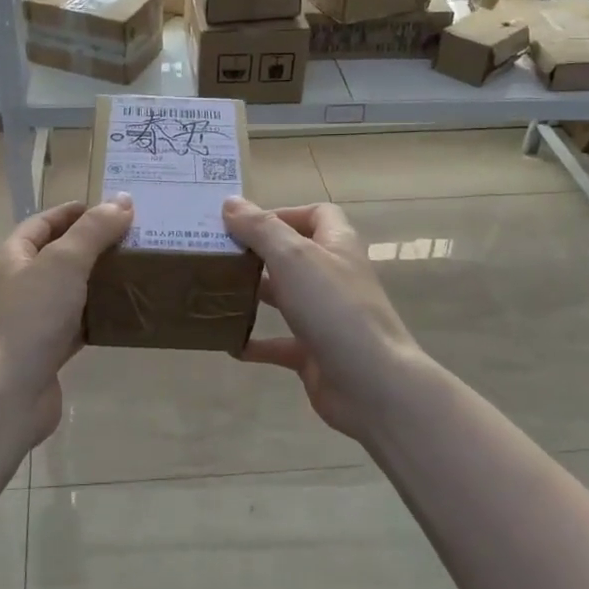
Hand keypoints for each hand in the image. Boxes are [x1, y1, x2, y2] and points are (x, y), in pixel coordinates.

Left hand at [0, 196, 134, 440]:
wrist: (8, 392)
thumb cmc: (31, 316)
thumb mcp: (65, 262)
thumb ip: (94, 230)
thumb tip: (122, 201)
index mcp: (11, 256)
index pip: (43, 222)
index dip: (74, 212)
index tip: (112, 208)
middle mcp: (17, 285)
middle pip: (58, 256)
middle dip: (93, 246)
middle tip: (133, 239)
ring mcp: (31, 320)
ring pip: (70, 291)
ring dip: (98, 281)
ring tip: (136, 271)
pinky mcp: (46, 350)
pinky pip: (77, 325)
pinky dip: (98, 316)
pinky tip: (125, 313)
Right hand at [222, 197, 434, 441]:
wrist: (372, 384)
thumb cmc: (334, 309)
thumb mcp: (293, 258)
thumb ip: (260, 229)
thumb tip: (230, 203)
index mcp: (337, 246)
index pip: (317, 214)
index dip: (284, 213)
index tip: (245, 223)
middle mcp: (333, 277)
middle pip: (295, 255)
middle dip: (259, 253)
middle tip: (219, 255)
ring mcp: (326, 317)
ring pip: (286, 298)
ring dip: (254, 294)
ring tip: (216, 291)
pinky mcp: (316, 353)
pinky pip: (280, 343)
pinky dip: (256, 342)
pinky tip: (229, 342)